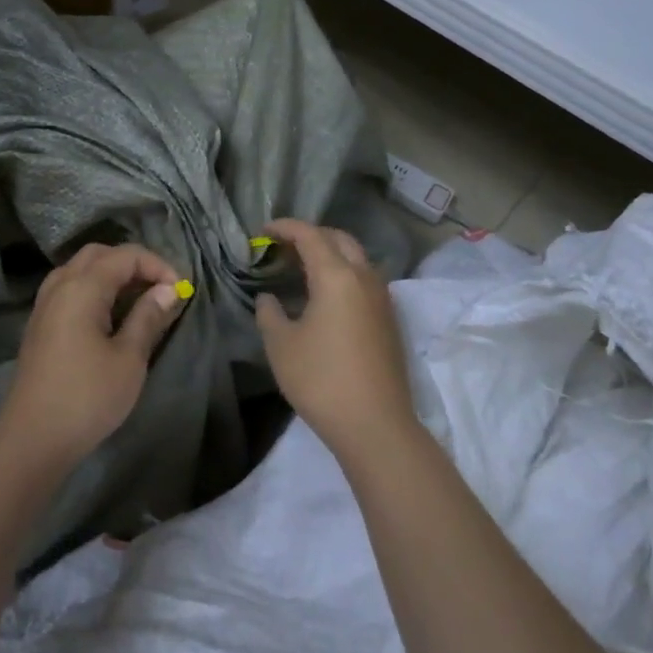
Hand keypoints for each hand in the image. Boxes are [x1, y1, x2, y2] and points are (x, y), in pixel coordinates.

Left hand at [0, 242, 186, 469]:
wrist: (32, 439)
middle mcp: (60, 286)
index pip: (125, 255)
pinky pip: (69, 289)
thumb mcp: (129, 359)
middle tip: (159, 289)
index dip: (157, 265)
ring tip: (138, 299)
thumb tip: (167, 290)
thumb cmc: (87, 397)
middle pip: (99, 255)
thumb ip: (148, 317)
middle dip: (133, 264)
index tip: (180, 291)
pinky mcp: (39, 325)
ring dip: (111, 275)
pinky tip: (109, 316)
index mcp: (82, 287)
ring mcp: (44, 305)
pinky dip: (93, 290)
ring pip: (80, 270)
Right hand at [255, 218, 415, 458]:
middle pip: (339, 239)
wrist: (375, 425)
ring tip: (302, 268)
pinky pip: (364, 280)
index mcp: (337, 276)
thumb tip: (268, 299)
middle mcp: (364, 278)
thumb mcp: (281, 345)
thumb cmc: (321, 380)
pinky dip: (343, 274)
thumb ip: (269, 314)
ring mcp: (382, 299)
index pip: (310, 235)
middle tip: (284, 247)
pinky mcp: (389, 320)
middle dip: (311, 235)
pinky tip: (325, 296)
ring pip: (356, 259)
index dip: (285, 227)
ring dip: (330, 254)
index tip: (263, 231)